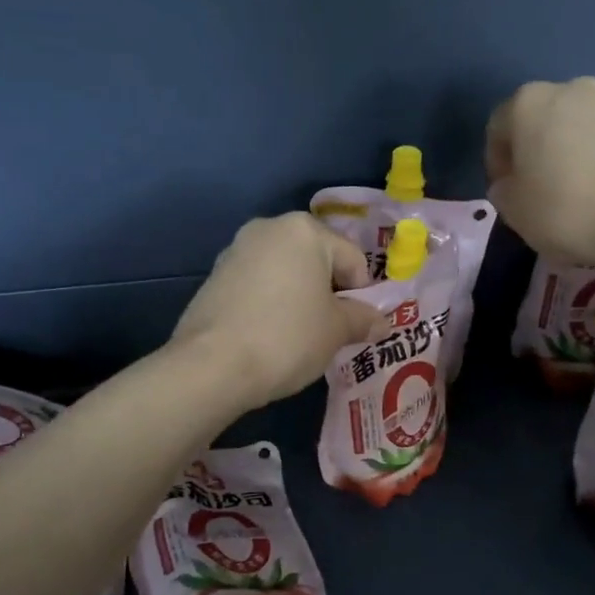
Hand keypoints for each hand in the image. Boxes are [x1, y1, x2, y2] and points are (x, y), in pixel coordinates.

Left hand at [172, 214, 382, 409]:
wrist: (212, 365)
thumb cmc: (287, 337)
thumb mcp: (336, 331)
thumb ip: (362, 319)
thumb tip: (381, 322)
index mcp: (304, 230)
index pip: (352, 259)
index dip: (361, 294)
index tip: (357, 326)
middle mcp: (269, 228)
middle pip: (316, 259)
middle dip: (328, 292)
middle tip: (331, 330)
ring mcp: (236, 250)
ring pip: (285, 272)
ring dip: (299, 297)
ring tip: (299, 335)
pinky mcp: (214, 276)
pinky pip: (258, 285)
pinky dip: (270, 303)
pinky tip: (269, 334)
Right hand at [485, 78, 594, 268]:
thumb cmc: (567, 210)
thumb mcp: (514, 211)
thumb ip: (504, 190)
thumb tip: (512, 183)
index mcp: (530, 103)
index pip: (499, 127)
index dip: (497, 161)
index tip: (507, 191)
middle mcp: (574, 89)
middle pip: (544, 118)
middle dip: (540, 149)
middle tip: (542, 188)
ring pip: (584, 125)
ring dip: (576, 150)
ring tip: (583, 191)